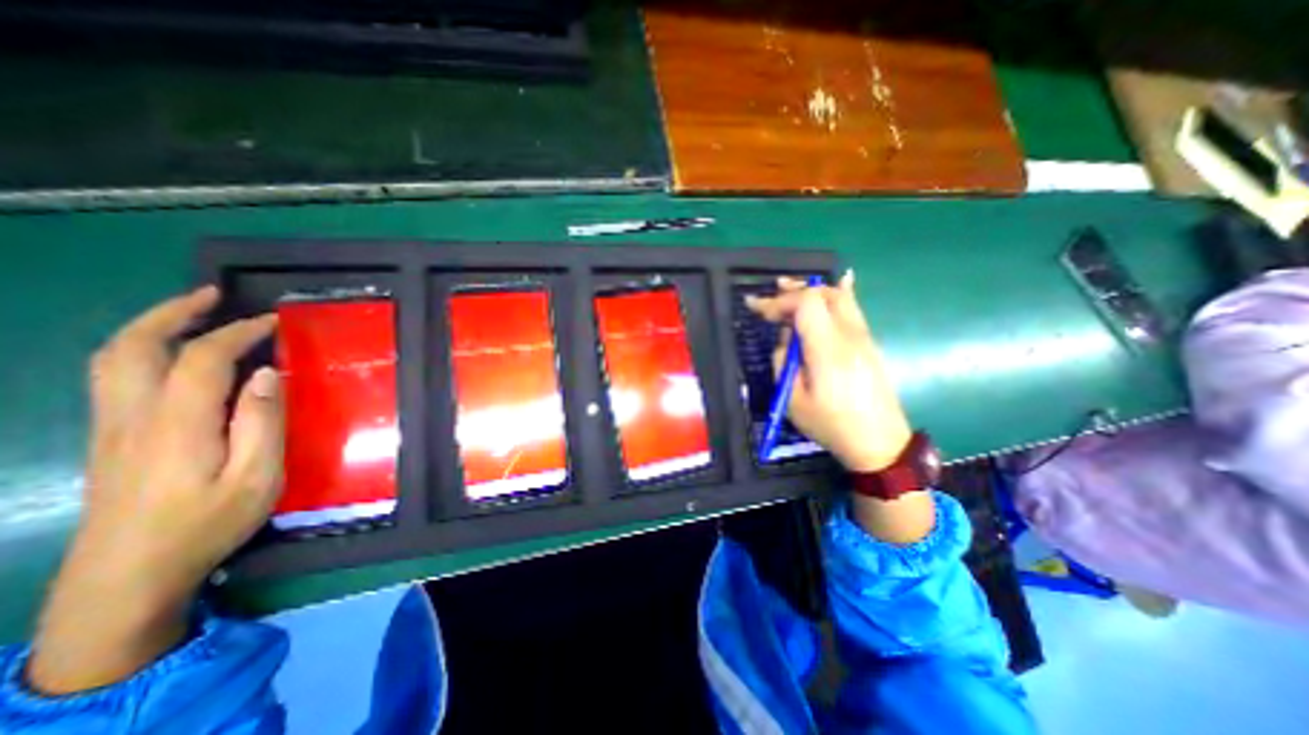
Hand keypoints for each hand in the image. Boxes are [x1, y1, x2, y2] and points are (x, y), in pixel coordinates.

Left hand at [28, 287, 282, 695]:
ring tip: (192, 313)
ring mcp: (111, 428)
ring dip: (151, 327)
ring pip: (112, 360)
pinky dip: (142, 351)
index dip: (237, 333)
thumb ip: (263, 423)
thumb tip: (267, 375)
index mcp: (177, 424)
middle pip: (134, 348)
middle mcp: (132, 416)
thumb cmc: (206, 525)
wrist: (124, 578)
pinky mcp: (109, 439)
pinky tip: (171, 356)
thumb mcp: (256, 477)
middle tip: (213, 294)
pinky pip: (114, 378)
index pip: (201, 359)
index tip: (273, 322)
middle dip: (173, 313)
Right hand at [746, 273, 928, 542]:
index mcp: (829, 350)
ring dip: (813, 289)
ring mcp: (864, 338)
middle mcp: (850, 336)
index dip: (780, 301)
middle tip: (772, 293)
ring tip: (790, 288)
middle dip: (795, 290)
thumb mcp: (793, 401)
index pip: (807, 304)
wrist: (880, 443)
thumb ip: (783, 363)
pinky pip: (853, 309)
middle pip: (825, 294)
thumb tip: (786, 342)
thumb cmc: (832, 425)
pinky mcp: (868, 344)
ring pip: (840, 297)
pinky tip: (834, 285)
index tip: (758, 309)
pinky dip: (836, 294)